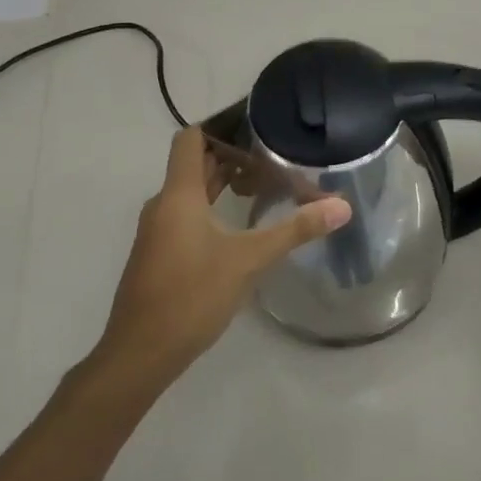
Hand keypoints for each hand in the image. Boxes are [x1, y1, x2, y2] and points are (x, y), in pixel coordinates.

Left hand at [94, 126, 351, 387]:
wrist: (139, 355)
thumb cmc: (191, 296)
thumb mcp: (249, 260)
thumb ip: (294, 231)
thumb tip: (341, 207)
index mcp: (179, 194)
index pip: (190, 139)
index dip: (218, 126)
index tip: (253, 126)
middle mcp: (163, 205)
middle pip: (194, 164)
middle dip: (230, 156)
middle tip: (271, 155)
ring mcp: (157, 231)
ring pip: (189, 192)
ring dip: (221, 183)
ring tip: (262, 185)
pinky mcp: (158, 254)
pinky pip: (184, 215)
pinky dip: (210, 208)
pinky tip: (238, 225)